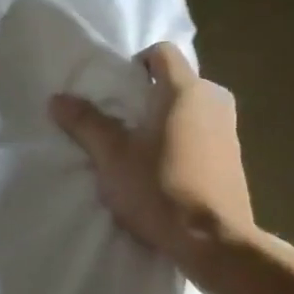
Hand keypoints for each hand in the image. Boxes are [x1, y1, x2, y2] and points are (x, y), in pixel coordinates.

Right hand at [48, 42, 255, 263]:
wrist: (213, 241)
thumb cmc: (159, 188)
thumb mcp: (112, 157)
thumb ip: (86, 123)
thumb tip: (57, 99)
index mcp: (184, 90)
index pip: (162, 52)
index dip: (136, 63)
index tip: (117, 90)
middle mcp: (213, 100)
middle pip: (178, 80)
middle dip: (150, 95)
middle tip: (123, 121)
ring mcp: (230, 129)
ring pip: (193, 108)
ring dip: (168, 119)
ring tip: (142, 148)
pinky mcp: (236, 157)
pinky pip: (205, 132)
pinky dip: (186, 139)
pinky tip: (167, 169)